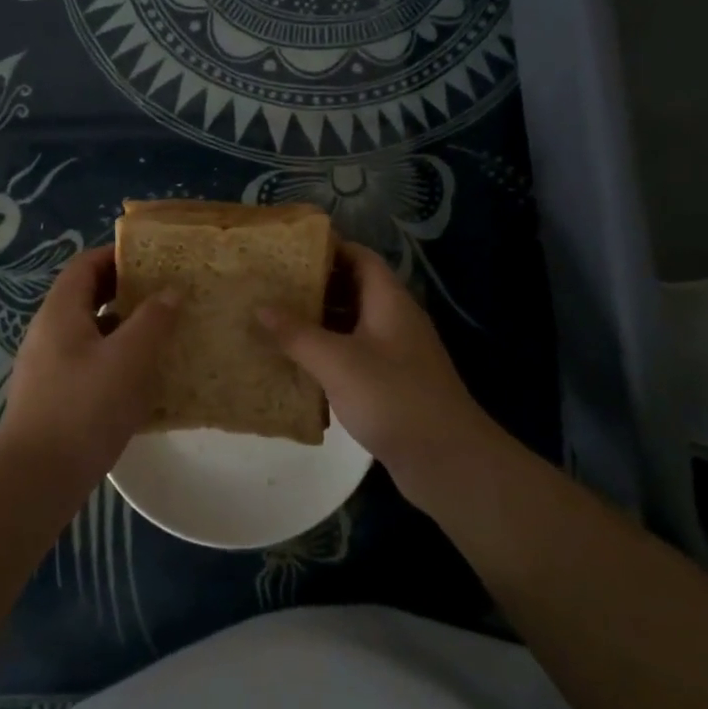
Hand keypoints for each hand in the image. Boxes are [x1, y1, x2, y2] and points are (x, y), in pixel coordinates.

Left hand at [0, 245, 178, 488]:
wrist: (36, 479)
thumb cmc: (85, 407)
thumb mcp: (129, 358)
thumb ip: (153, 320)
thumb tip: (170, 291)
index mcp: (61, 311)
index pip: (86, 265)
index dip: (118, 256)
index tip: (154, 259)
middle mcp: (48, 332)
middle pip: (87, 296)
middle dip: (125, 292)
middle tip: (165, 295)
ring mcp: (47, 366)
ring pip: (90, 332)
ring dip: (124, 328)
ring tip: (162, 334)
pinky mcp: (53, 397)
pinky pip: (88, 363)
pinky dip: (115, 360)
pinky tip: (142, 380)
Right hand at [261, 243, 496, 508]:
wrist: (448, 461)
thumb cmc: (393, 397)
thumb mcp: (337, 362)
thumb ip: (297, 333)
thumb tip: (260, 306)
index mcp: (389, 300)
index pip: (359, 257)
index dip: (328, 247)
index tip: (288, 249)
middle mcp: (395, 319)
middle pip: (353, 288)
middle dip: (315, 285)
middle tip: (272, 285)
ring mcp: (396, 353)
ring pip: (352, 324)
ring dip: (318, 322)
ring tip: (275, 320)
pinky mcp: (392, 383)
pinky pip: (354, 355)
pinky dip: (328, 354)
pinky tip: (298, 364)